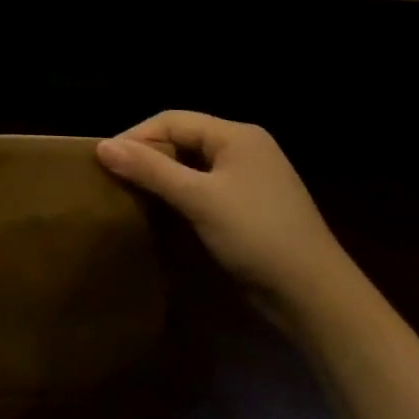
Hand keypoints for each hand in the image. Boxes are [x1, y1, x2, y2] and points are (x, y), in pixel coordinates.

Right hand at [97, 112, 352, 310]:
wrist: (316, 298)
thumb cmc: (257, 236)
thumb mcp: (199, 199)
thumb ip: (150, 169)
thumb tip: (102, 146)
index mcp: (237, 135)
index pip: (172, 120)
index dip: (136, 136)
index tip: (104, 160)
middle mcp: (244, 148)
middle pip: (182, 138)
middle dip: (147, 155)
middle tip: (113, 177)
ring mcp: (249, 179)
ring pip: (191, 164)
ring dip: (161, 176)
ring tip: (129, 192)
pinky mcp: (248, 207)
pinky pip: (203, 187)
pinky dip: (179, 194)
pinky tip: (161, 210)